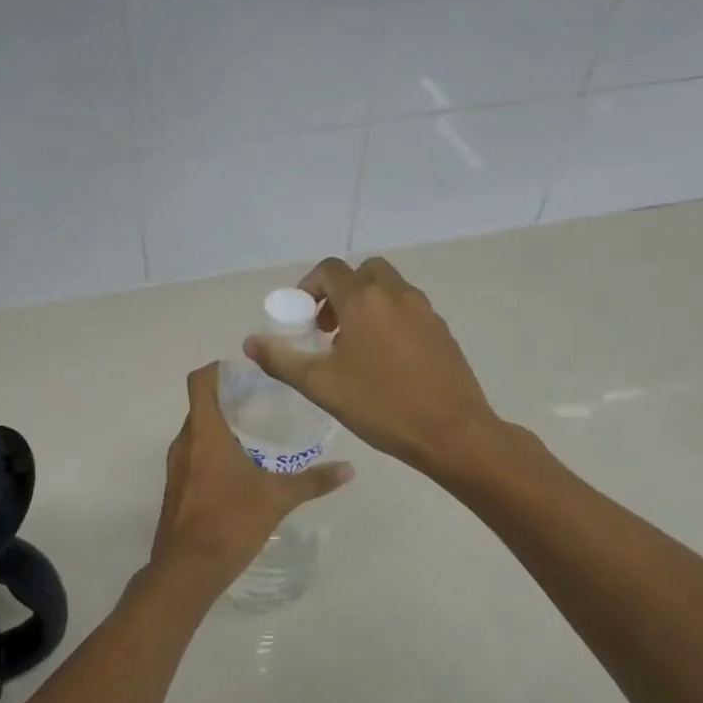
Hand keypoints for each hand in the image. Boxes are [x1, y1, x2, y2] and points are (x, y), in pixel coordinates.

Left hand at [144, 362, 352, 607]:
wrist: (187, 570)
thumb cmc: (230, 522)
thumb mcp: (277, 498)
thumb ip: (313, 481)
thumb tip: (349, 468)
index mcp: (204, 433)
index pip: (201, 381)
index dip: (219, 369)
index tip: (247, 371)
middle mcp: (185, 442)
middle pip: (201, 405)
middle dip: (229, 398)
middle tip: (264, 400)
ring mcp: (176, 466)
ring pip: (197, 431)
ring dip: (221, 426)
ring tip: (257, 432)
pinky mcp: (176, 487)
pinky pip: (194, 454)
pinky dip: (213, 450)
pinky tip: (241, 467)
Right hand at [244, 256, 502, 476]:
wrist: (452, 432)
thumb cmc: (381, 406)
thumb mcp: (321, 386)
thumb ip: (281, 360)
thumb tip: (250, 342)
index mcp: (364, 301)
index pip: (330, 270)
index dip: (309, 286)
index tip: (302, 317)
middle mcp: (396, 295)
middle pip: (363, 272)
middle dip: (340, 291)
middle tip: (328, 327)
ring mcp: (424, 311)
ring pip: (389, 288)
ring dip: (366, 303)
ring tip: (353, 345)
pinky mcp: (441, 330)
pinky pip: (408, 309)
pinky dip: (389, 318)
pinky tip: (384, 360)